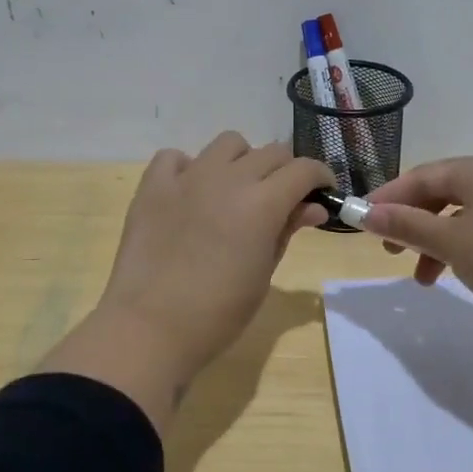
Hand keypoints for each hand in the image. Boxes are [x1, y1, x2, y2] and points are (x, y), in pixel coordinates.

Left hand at [41, 134, 333, 430]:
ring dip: (242, 161)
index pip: (304, 169)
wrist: (150, 328)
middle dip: (286, 171)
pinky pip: (176, 157)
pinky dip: (189, 167)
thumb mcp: (264, 273)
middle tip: (282, 199)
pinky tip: (191, 193)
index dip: (320, 177)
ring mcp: (187, 177)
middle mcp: (228, 178)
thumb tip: (313, 207)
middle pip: (271, 152)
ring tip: (236, 191)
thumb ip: (287, 230)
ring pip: (228, 143)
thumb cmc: (219, 313)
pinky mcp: (153, 185)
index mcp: (262, 203)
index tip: (322, 192)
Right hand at [361, 154, 472, 340]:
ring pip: (458, 214)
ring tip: (420, 276)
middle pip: (439, 192)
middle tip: (389, 250)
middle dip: (410, 221)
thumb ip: (406, 225)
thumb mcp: (450, 242)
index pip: (420, 176)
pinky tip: (452, 273)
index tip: (360, 223)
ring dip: (432, 241)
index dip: (387, 198)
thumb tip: (364, 213)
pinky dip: (458, 247)